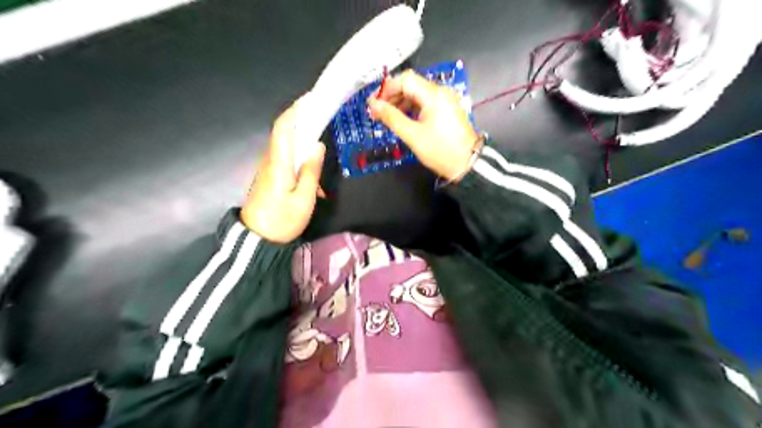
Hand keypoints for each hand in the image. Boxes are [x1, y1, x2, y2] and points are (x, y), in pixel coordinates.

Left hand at [240, 96, 323, 241]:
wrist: (257, 240)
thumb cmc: (282, 220)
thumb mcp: (303, 199)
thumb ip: (311, 171)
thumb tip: (318, 146)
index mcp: (278, 162)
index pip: (284, 127)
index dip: (296, 110)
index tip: (311, 99)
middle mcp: (270, 160)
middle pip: (285, 133)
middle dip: (303, 121)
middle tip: (323, 117)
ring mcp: (268, 168)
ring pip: (287, 147)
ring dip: (304, 144)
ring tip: (321, 149)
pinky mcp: (270, 177)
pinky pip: (286, 160)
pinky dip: (300, 159)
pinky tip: (313, 175)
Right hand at [367, 70, 477, 179]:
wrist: (467, 164)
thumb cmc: (440, 150)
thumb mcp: (412, 135)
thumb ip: (391, 117)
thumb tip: (374, 105)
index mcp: (433, 95)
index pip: (405, 80)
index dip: (386, 89)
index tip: (374, 103)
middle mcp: (440, 92)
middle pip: (411, 85)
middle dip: (392, 96)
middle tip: (378, 111)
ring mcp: (445, 101)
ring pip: (417, 94)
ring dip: (401, 103)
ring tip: (387, 118)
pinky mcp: (447, 110)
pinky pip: (425, 103)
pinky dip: (412, 108)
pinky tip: (402, 120)